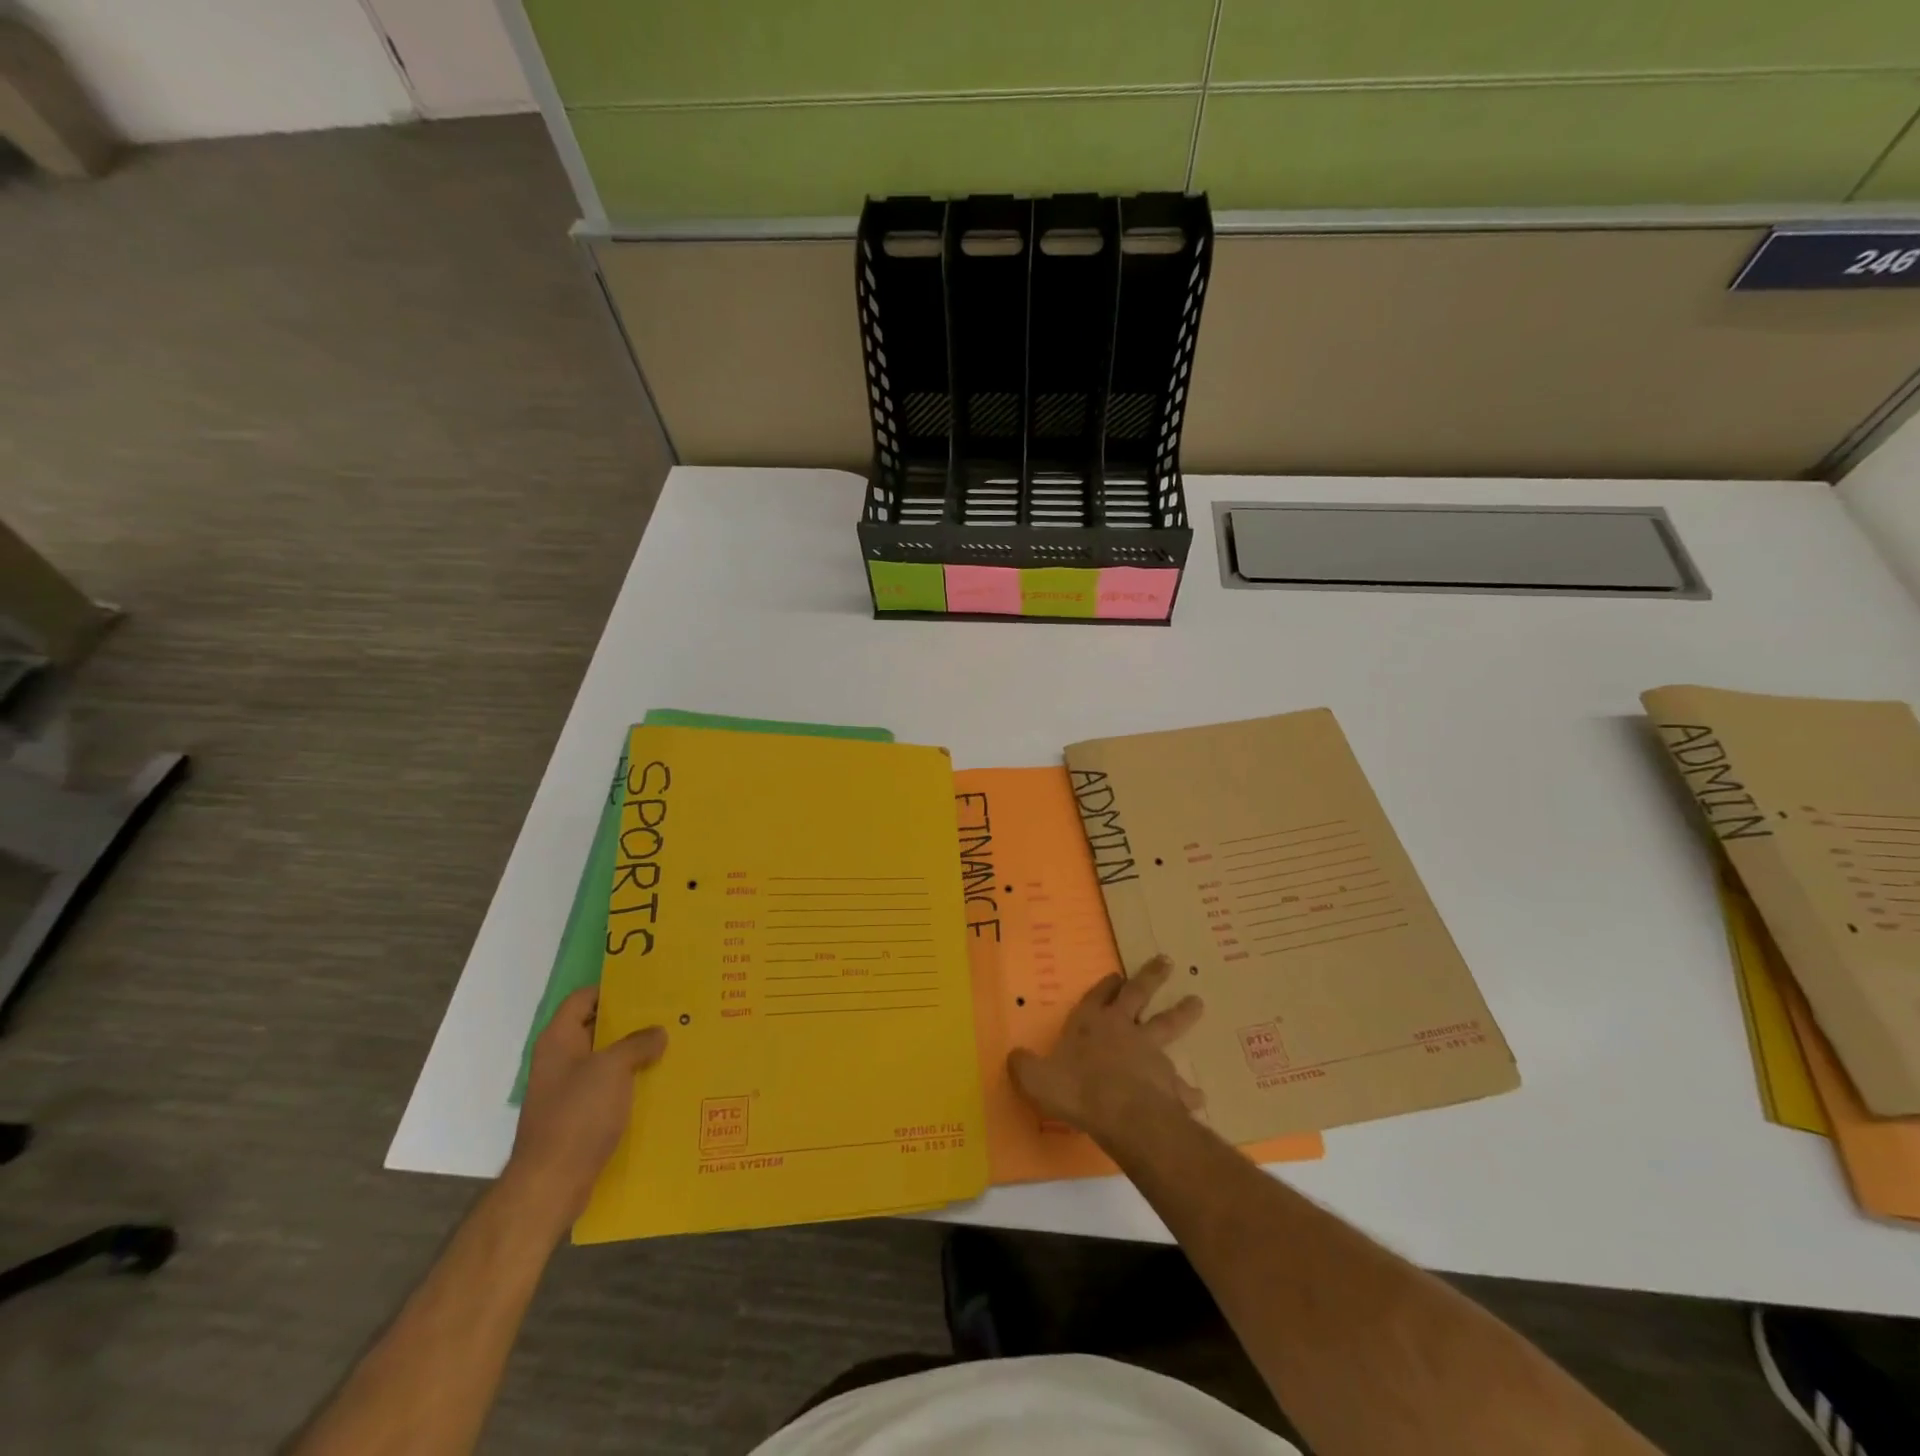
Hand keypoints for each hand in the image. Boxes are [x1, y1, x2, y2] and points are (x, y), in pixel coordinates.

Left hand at [502, 987, 665, 1239]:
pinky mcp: (578, 1116)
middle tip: (668, 1013)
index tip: (648, 987)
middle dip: (631, 1021)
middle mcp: (560, 1060)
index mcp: (559, 1040)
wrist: (551, 1184)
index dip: (613, 989)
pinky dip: (630, 1082)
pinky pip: (608, 1088)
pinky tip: (659, 1081)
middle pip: (597, 1027)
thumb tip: (658, 1033)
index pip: (584, 998)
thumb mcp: (612, 1068)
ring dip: (634, 1053)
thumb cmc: (577, 1115)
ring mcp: (568, 1090)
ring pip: (606, 1060)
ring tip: (671, 1043)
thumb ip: (637, 1043)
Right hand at [1007, 955, 1203, 1148]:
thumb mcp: (1035, 1077)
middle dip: (1151, 977)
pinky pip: (1182, 1086)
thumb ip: (1024, 1066)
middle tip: (1167, 961)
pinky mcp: (1169, 1083)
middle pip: (1140, 996)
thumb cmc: (1076, 1089)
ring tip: (1198, 1002)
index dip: (1106, 986)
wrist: (1123, 1114)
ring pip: (1168, 1027)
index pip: (1098, 996)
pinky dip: (1189, 1091)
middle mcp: (1123, 1030)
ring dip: (1183, 1013)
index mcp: (1091, 1023)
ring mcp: (1150, 1054)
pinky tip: (1199, 1097)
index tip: (1117, 974)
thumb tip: (1014, 1057)